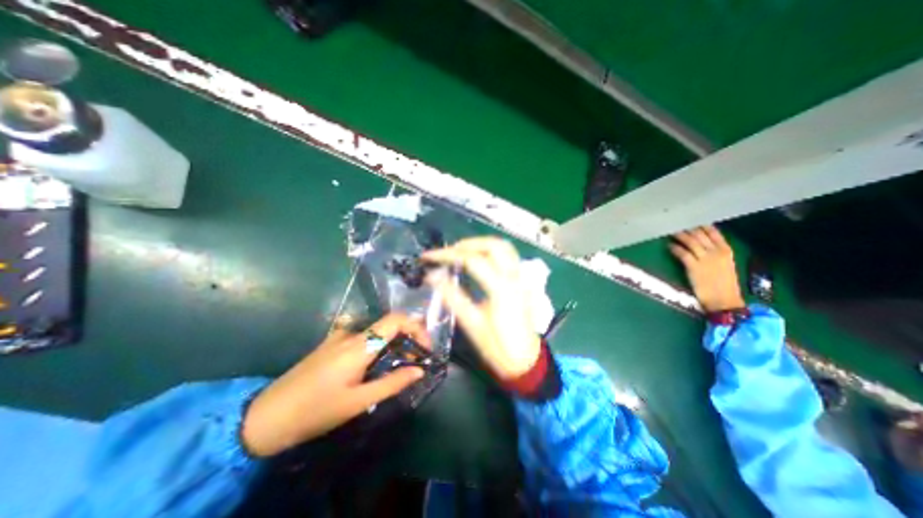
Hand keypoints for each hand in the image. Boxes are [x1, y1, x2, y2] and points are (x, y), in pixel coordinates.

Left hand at [234, 312, 427, 457]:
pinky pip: (363, 338)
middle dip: (408, 339)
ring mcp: (339, 337)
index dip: (416, 328)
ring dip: (393, 345)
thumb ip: (392, 383)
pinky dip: (378, 347)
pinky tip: (375, 367)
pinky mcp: (332, 344)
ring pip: (377, 332)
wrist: (266, 416)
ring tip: (398, 367)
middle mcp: (351, 333)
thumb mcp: (358, 402)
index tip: (425, 348)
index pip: (396, 320)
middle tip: (415, 361)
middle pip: (389, 324)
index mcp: (359, 344)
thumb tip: (419, 370)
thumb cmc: (316, 410)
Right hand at [424, 238, 541, 377]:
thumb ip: (453, 298)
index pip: (474, 261)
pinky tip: (478, 258)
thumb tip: (432, 276)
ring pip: (504, 247)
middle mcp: (514, 277)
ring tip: (460, 252)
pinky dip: (490, 250)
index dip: (449, 255)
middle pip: (494, 245)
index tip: (429, 256)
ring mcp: (521, 277)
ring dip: (480, 244)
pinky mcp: (521, 281)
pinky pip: (508, 255)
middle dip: (467, 244)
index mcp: (502, 290)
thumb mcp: (473, 325)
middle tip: (447, 252)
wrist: (527, 361)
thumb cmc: (498, 347)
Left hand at [668, 224, 743, 310]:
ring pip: (691, 242)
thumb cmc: (723, 284)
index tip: (689, 218)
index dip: (700, 225)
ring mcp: (705, 259)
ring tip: (670, 231)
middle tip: (674, 222)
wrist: (724, 300)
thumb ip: (715, 252)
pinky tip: (669, 246)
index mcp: (726, 250)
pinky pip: (683, 254)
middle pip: (699, 235)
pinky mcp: (694, 267)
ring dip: (679, 235)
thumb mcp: (725, 264)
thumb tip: (699, 242)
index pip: (713, 232)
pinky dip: (675, 248)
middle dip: (687, 228)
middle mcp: (716, 252)